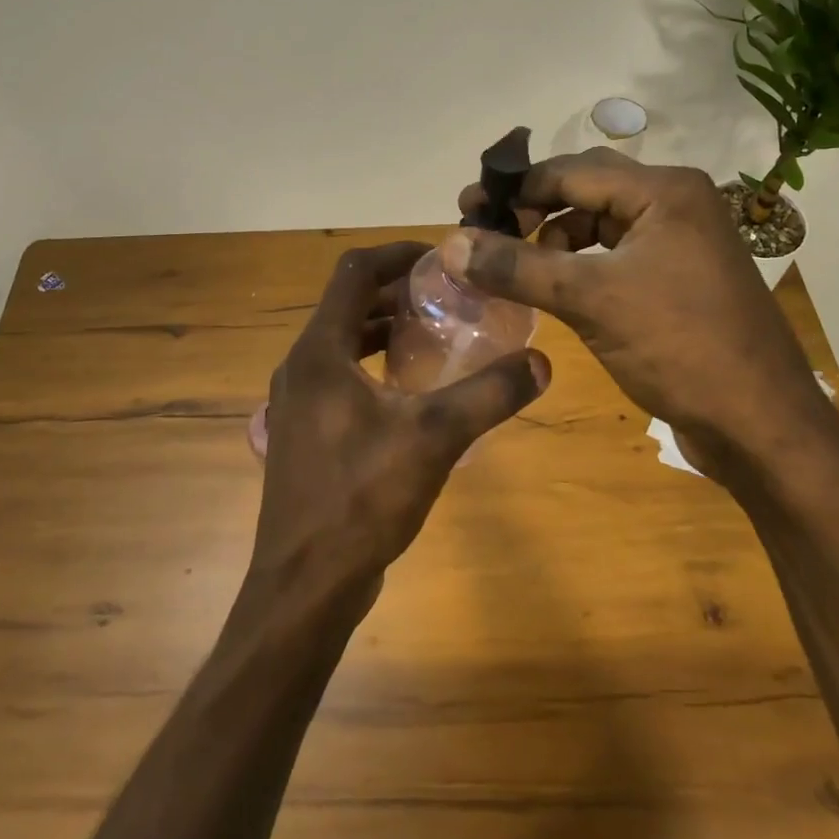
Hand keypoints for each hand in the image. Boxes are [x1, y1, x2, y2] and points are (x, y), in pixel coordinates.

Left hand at [252, 242, 549, 613]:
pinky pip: (340, 376)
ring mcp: (298, 402)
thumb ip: (488, 394)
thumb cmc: (362, 499)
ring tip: (435, 333)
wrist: (306, 584)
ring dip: (383, 329)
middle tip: (447, 296)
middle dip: (395, 292)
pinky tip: (412, 389)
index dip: (397, 254)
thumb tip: (540, 363)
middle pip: (347, 304)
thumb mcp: (435, 438)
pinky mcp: (305, 433)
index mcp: (319, 352)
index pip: (353, 272)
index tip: (441, 258)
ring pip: (342, 342)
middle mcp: (301, 367)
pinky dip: (373, 365)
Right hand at [449, 149, 838, 481]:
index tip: (467, 210)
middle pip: (585, 191)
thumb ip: (518, 268)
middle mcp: (675, 204)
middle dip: (532, 210)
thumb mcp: (592, 300)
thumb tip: (451, 243)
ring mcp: (680, 243)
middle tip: (483, 234)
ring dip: (553, 239)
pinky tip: (553, 288)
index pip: (571, 171)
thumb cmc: (680, 347)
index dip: (516, 189)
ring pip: (599, 224)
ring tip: (513, 266)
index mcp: (664, 191)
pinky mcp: (678, 279)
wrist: (761, 425)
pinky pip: (615, 256)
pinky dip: (578, 266)